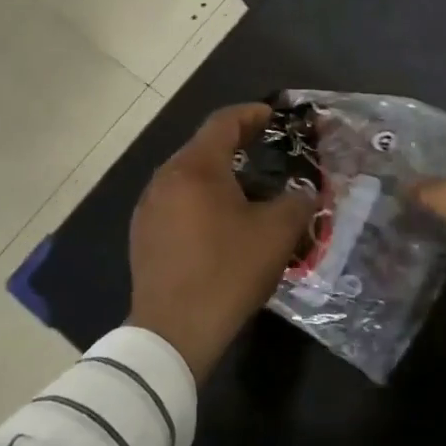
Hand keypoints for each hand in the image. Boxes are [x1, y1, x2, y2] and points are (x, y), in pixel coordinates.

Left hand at [128, 103, 316, 381]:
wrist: (173, 332)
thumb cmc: (228, 271)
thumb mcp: (277, 233)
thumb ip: (297, 201)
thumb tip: (302, 194)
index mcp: (196, 167)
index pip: (224, 122)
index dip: (252, 114)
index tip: (274, 116)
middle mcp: (166, 178)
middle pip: (204, 147)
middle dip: (237, 144)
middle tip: (267, 151)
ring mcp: (149, 208)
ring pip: (189, 176)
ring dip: (219, 174)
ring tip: (249, 188)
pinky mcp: (143, 235)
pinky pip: (177, 202)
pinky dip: (201, 199)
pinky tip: (221, 222)